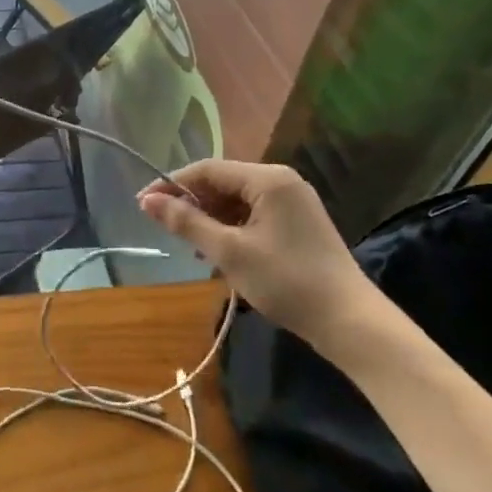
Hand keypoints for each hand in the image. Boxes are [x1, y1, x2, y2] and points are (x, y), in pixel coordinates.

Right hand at [137, 159, 384, 350]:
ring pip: (237, 200)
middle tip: (165, 229)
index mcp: (267, 179)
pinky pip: (253, 214)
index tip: (142, 205)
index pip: (207, 169)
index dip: (172, 184)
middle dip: (192, 203)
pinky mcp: (298, 223)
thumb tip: (147, 201)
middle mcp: (281, 181)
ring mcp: (293, 201)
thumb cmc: (285, 281)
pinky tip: (218, 252)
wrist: (349, 321)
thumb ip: (187, 222)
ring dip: (210, 218)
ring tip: (191, 246)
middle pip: (222, 182)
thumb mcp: (229, 252)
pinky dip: (231, 228)